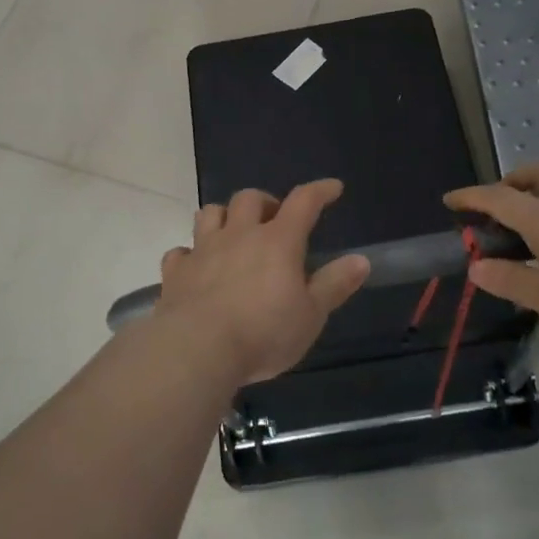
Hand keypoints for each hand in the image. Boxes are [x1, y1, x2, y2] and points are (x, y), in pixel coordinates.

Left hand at [154, 180, 370, 386]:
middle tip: (274, 220)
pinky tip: (196, 266)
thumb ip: (334, 285)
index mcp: (278, 242)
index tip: (332, 188)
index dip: (320, 191)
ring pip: (210, 213)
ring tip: (234, 233)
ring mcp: (203, 250)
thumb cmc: (264, 333)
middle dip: (265, 202)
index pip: (303, 202)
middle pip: (249, 198)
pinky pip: (180, 252)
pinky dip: (190, 254)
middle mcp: (239, 235)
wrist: (197, 350)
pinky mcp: (176, 272)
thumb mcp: (311, 315)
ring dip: (224, 216)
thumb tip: (361, 260)